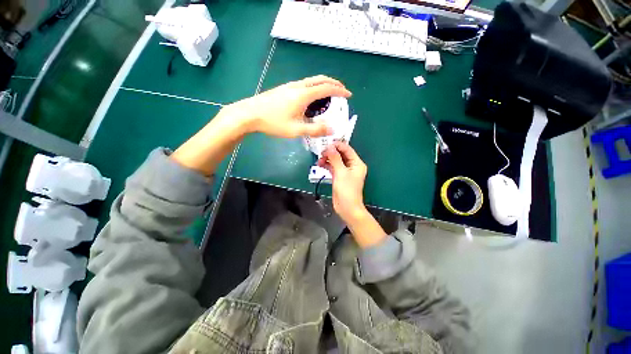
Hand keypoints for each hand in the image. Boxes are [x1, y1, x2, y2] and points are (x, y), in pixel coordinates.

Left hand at [224, 75, 351, 137]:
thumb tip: (332, 129)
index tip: (348, 95)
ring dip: (323, 85)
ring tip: (329, 95)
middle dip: (333, 83)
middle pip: (320, 79)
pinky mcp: (283, 89)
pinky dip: (314, 88)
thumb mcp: (296, 129)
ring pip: (311, 81)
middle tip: (341, 90)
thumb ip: (315, 130)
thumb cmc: (273, 122)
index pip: (326, 89)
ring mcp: (289, 86)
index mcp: (303, 95)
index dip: (339, 91)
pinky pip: (304, 85)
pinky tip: (311, 98)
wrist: (249, 114)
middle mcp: (298, 86)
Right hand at [318, 142, 385, 247]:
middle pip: (341, 154)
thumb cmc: (346, 190)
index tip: (326, 143)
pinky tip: (320, 164)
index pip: (347, 149)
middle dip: (331, 152)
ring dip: (328, 159)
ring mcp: (345, 171)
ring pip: (336, 161)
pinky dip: (327, 165)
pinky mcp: (339, 177)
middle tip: (320, 153)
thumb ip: (335, 158)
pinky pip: (333, 167)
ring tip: (319, 160)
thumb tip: (329, 146)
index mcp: (357, 163)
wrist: (347, 208)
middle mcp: (352, 166)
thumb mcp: (340, 173)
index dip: (337, 145)